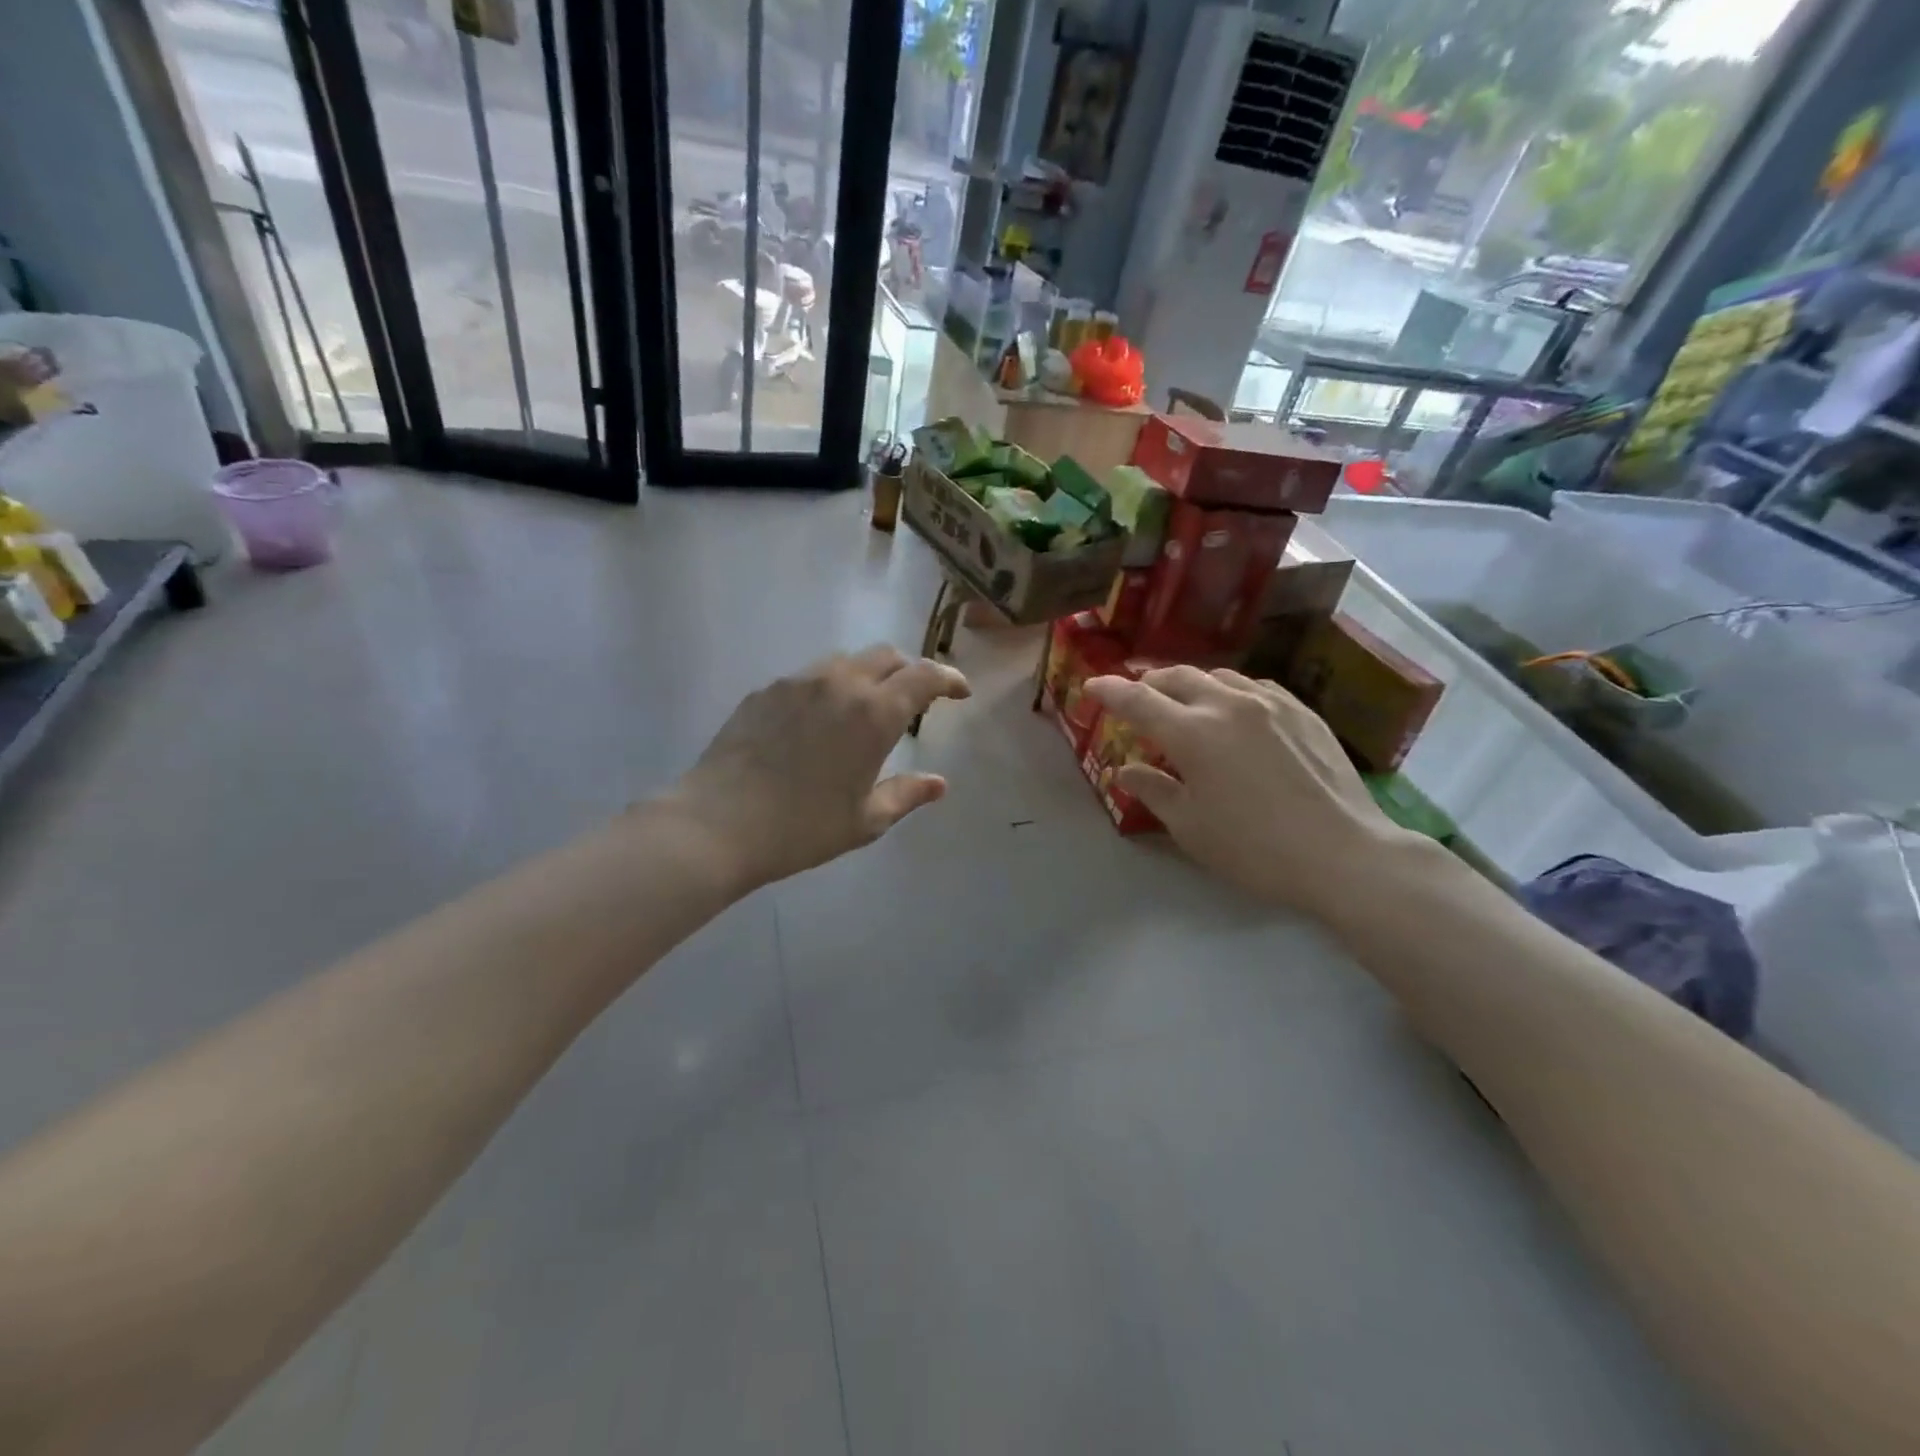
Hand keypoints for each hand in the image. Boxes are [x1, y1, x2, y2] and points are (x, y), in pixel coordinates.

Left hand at [669, 645, 970, 892]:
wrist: (718, 824)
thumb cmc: (802, 828)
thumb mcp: (866, 820)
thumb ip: (907, 795)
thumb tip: (939, 784)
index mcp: (875, 713)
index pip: (925, 676)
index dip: (949, 678)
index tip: (960, 692)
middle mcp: (840, 684)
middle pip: (887, 656)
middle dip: (909, 671)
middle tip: (915, 700)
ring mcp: (798, 682)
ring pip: (846, 661)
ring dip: (868, 675)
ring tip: (865, 708)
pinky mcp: (766, 690)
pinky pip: (810, 676)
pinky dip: (829, 687)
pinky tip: (818, 721)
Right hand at [1084, 665, 1414, 917]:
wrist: (1342, 853)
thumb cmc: (1253, 847)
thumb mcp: (1189, 826)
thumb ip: (1152, 789)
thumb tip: (1123, 770)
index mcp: (1192, 732)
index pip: (1137, 699)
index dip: (1109, 690)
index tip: (1091, 687)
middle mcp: (1227, 704)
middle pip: (1176, 677)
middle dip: (1148, 683)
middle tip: (1136, 698)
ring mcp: (1270, 703)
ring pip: (1217, 677)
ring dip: (1190, 684)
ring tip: (1183, 703)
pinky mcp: (1302, 712)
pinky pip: (1254, 687)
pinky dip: (1229, 692)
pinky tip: (1234, 711)